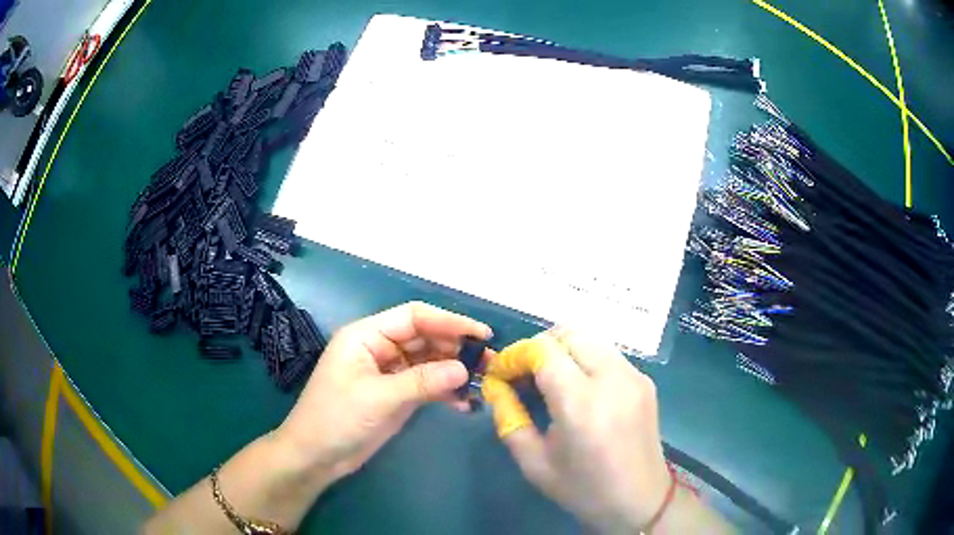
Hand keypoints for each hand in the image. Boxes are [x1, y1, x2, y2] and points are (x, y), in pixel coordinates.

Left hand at [275, 302, 492, 489]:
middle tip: (489, 362)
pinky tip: (463, 403)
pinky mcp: (395, 395)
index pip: (414, 318)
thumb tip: (464, 368)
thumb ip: (422, 381)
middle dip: (456, 347)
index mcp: (367, 336)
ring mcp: (389, 373)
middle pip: (425, 338)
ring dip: (453, 370)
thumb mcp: (379, 398)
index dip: (449, 321)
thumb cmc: (337, 419)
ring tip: (483, 380)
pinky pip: (426, 385)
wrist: (316, 456)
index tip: (482, 334)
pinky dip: (444, 391)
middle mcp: (379, 348)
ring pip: (429, 362)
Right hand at [498, 329, 671, 533]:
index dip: (516, 355)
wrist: (640, 500)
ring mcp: (633, 376)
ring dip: (563, 350)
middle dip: (539, 347)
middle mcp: (612, 379)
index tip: (502, 374)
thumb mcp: (534, 462)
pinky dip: (585, 359)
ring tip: (550, 379)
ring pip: (591, 339)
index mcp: (581, 403)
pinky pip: (608, 354)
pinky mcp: (645, 380)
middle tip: (524, 374)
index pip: (543, 350)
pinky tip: (579, 388)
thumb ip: (509, 418)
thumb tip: (496, 386)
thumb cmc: (583, 488)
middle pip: (569, 334)